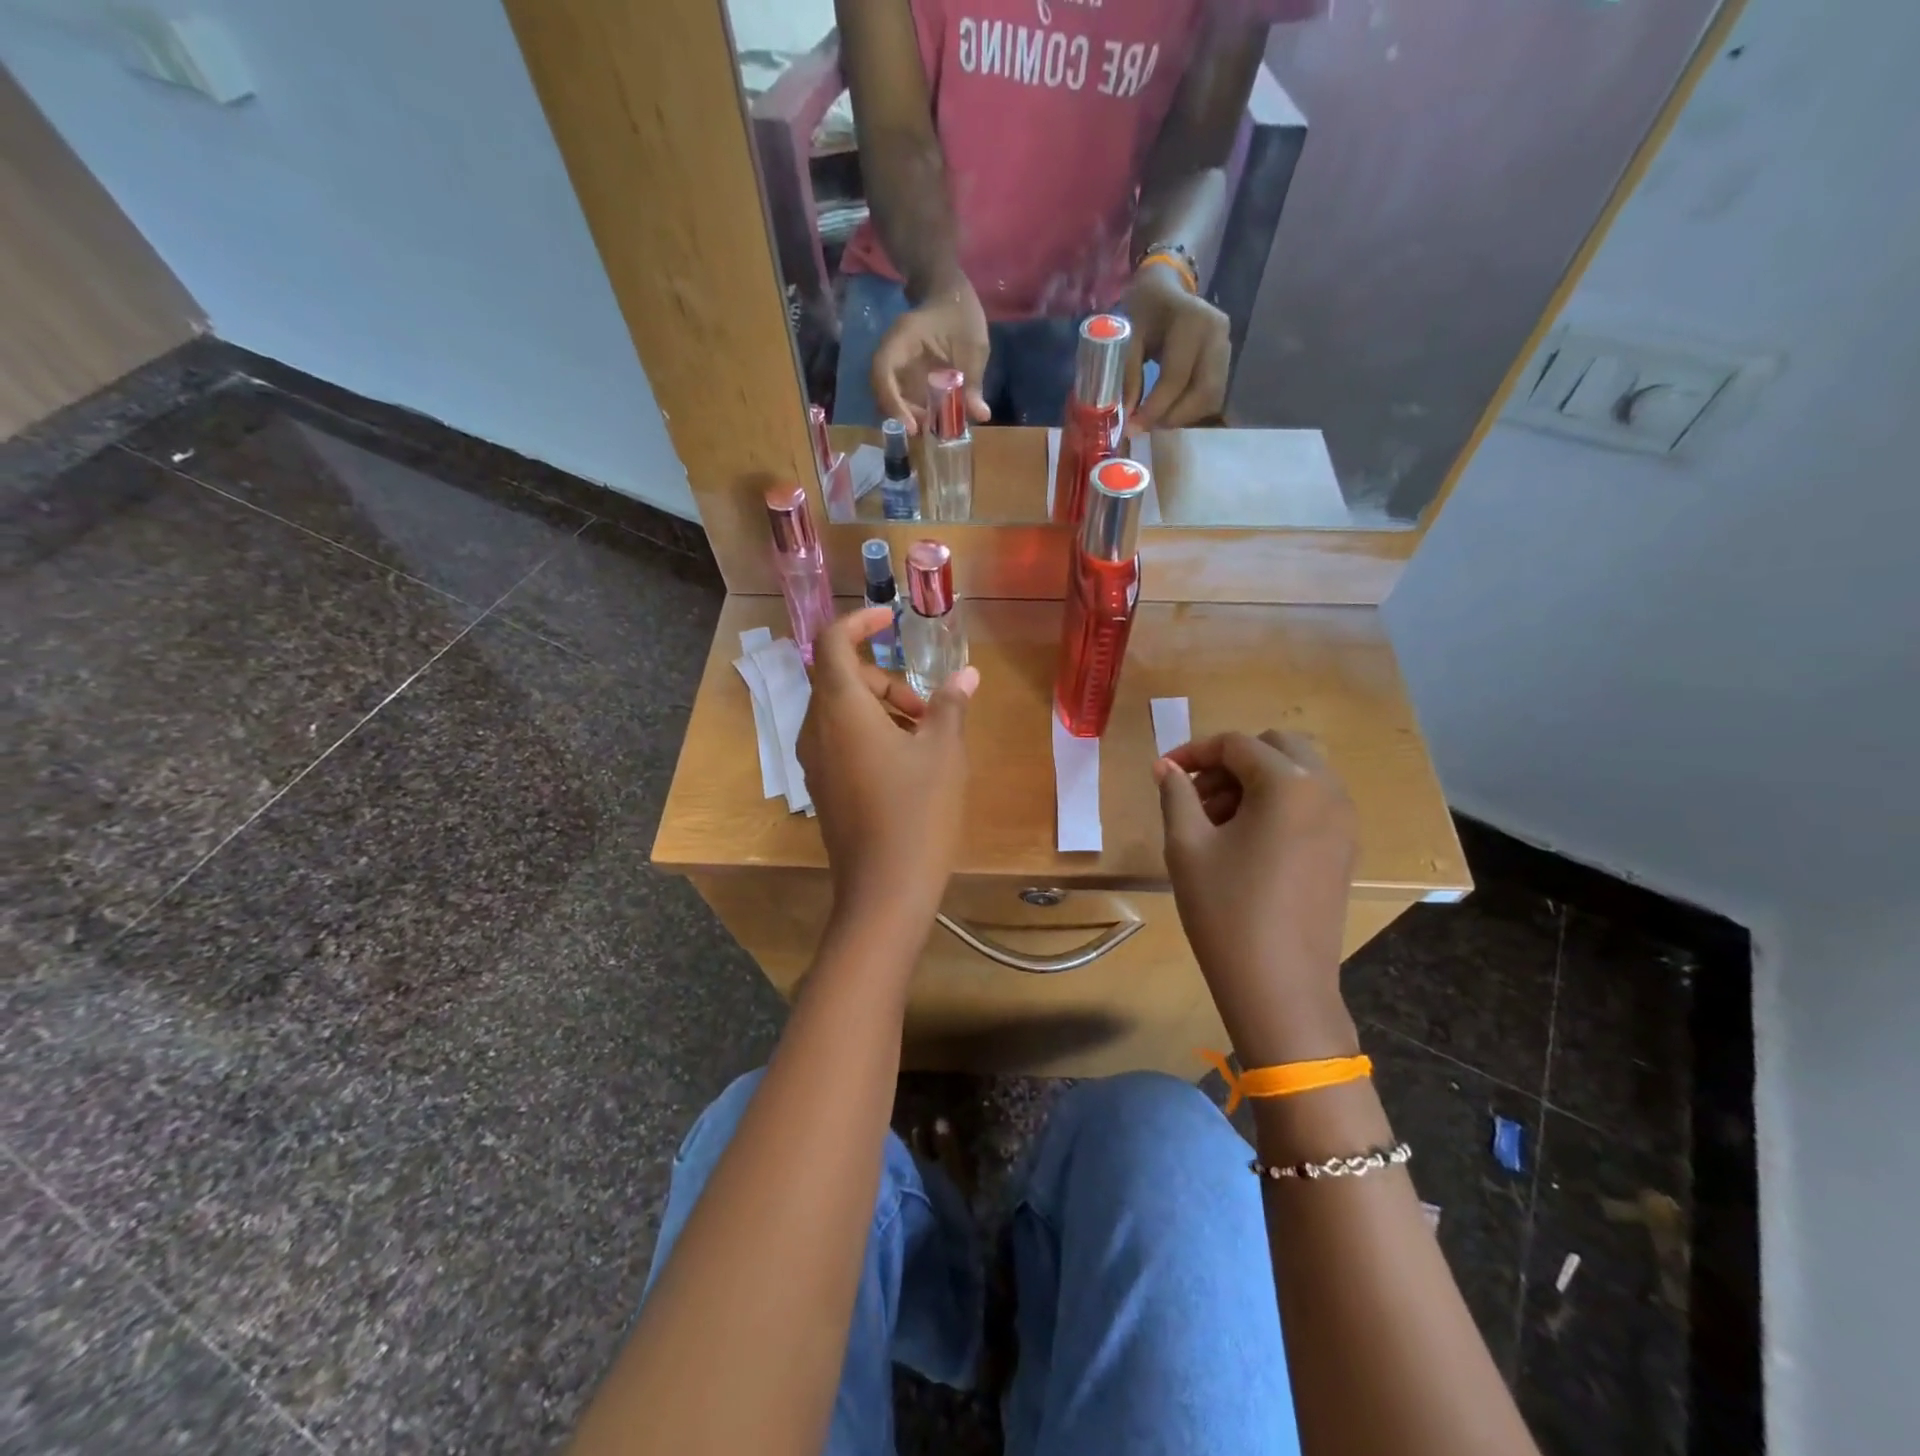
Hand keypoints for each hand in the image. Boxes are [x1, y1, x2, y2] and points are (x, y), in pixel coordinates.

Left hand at [797, 607, 979, 931]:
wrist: (883, 891)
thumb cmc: (916, 813)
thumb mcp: (943, 753)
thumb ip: (950, 706)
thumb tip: (966, 675)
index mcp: (841, 710)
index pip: (831, 643)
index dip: (858, 622)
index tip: (890, 619)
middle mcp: (817, 730)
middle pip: (841, 679)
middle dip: (886, 681)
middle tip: (928, 709)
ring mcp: (815, 763)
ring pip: (842, 713)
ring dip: (881, 709)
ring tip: (924, 739)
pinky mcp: (823, 789)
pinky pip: (840, 742)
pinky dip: (870, 735)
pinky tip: (907, 765)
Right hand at [869, 276, 992, 433]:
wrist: (951, 295)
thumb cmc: (961, 313)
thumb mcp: (973, 347)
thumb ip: (973, 381)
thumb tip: (981, 415)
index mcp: (902, 340)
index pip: (883, 374)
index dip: (893, 403)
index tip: (911, 425)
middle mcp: (892, 354)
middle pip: (884, 392)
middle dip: (902, 415)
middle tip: (927, 431)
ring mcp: (897, 366)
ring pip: (892, 398)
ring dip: (909, 416)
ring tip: (931, 427)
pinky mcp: (905, 375)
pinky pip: (903, 397)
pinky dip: (915, 411)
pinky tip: (932, 419)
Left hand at [1122, 262, 1231, 435]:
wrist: (1166, 289)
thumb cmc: (1144, 310)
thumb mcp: (1128, 336)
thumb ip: (1128, 374)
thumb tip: (1128, 416)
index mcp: (1192, 322)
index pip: (1176, 377)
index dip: (1155, 408)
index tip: (1133, 428)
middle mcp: (1216, 335)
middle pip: (1202, 393)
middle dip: (1173, 417)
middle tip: (1146, 427)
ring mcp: (1226, 346)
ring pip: (1211, 398)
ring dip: (1183, 416)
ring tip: (1156, 420)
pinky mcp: (1227, 359)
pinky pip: (1212, 395)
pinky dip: (1191, 409)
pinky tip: (1170, 409)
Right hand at [1155, 730, 1360, 1065]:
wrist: (1279, 986)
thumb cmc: (1226, 911)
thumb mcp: (1187, 846)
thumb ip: (1176, 794)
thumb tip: (1165, 767)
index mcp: (1289, 784)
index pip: (1236, 744)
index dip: (1194, 752)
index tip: (1164, 773)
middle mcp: (1327, 791)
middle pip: (1276, 748)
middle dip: (1231, 761)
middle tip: (1195, 795)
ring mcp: (1344, 821)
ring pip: (1297, 773)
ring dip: (1255, 781)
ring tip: (1215, 820)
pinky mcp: (1344, 849)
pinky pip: (1311, 802)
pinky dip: (1278, 803)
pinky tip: (1245, 840)